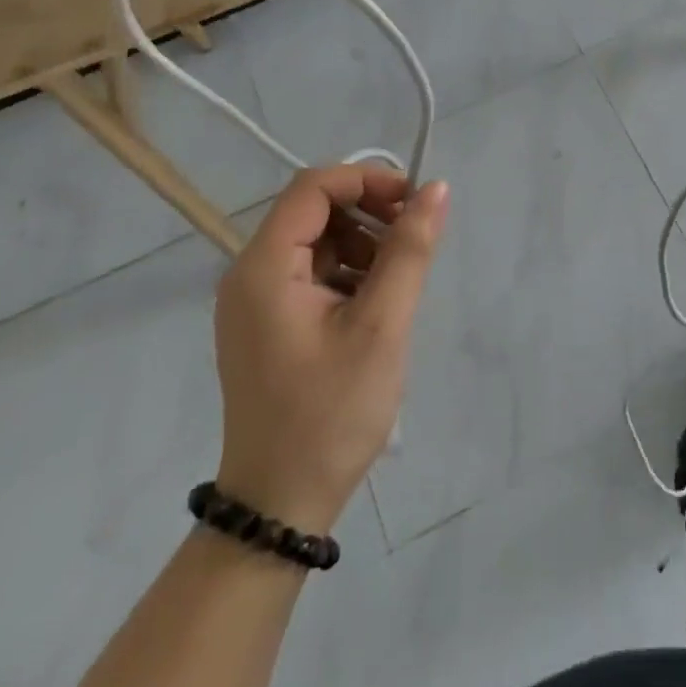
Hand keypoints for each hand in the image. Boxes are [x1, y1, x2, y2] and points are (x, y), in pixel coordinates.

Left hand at [213, 165, 449, 535]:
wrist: (280, 506)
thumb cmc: (331, 413)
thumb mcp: (382, 326)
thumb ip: (409, 251)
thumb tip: (436, 190)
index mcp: (265, 268)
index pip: (313, 186)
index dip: (367, 180)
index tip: (415, 203)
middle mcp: (249, 275)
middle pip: (313, 210)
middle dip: (369, 214)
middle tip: (414, 242)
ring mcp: (254, 302)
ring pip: (317, 241)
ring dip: (362, 245)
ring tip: (396, 284)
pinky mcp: (267, 324)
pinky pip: (311, 273)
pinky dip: (348, 273)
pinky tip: (374, 307)